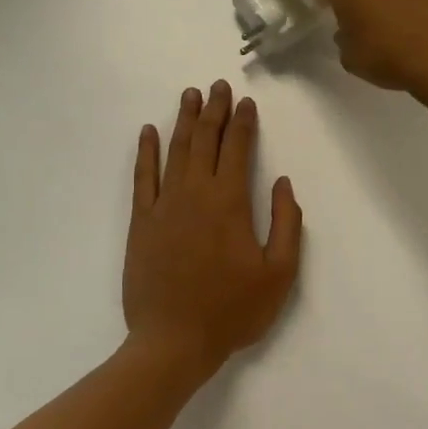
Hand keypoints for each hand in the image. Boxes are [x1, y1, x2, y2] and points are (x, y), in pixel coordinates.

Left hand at [123, 81, 302, 378]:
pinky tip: (148, 132)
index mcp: (230, 202)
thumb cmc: (232, 310)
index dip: (242, 122)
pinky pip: (143, 177)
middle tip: (218, 86)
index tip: (245, 102)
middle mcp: (195, 193)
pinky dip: (146, 152)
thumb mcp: (279, 274)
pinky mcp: (141, 222)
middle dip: (213, 110)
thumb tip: (281, 182)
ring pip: (175, 151)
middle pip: (204, 140)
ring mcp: (164, 206)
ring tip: (189, 95)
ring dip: (183, 120)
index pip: (237, 149)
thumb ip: (286, 223)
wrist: (173, 342)